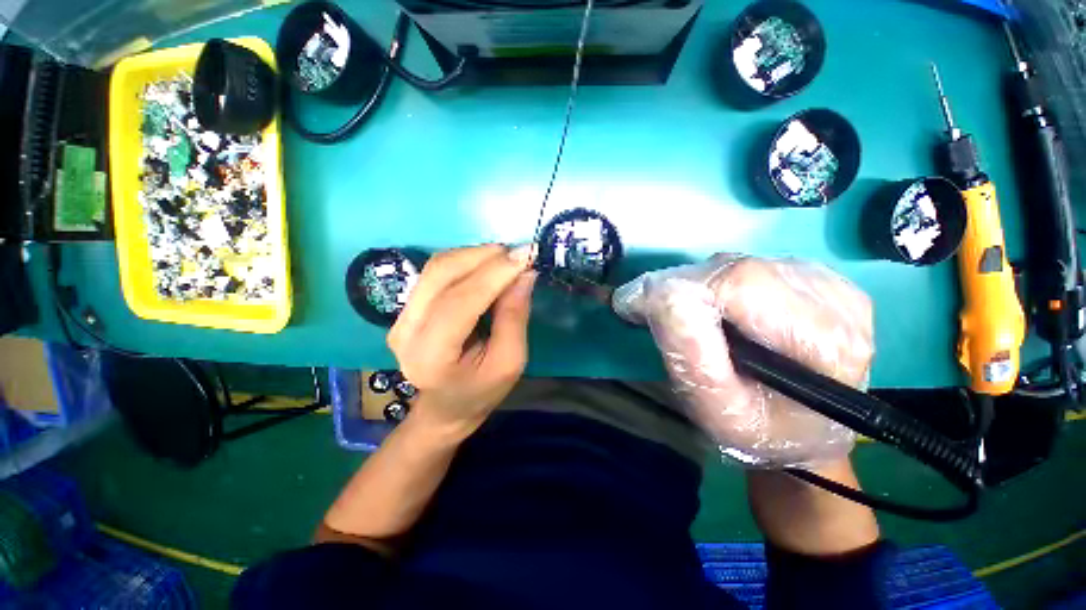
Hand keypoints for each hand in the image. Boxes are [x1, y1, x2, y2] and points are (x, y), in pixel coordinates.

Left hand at [388, 244, 536, 438]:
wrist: (445, 407)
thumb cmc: (481, 391)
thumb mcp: (510, 362)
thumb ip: (515, 317)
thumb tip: (524, 274)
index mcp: (431, 356)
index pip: (460, 302)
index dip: (494, 275)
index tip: (526, 256)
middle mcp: (406, 331)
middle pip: (442, 274)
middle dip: (484, 256)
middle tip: (518, 255)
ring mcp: (400, 317)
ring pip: (437, 266)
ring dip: (476, 255)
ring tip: (506, 260)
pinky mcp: (406, 307)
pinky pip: (436, 271)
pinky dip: (466, 261)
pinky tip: (487, 267)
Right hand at [613, 255, 873, 466]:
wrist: (802, 433)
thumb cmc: (757, 432)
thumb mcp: (715, 409)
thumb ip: (689, 351)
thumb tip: (659, 294)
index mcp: (823, 345)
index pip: (737, 285)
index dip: (676, 290)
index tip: (632, 305)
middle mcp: (839, 304)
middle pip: (737, 269)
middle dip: (679, 288)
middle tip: (648, 311)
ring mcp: (832, 285)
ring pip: (738, 263)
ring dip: (696, 287)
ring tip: (683, 317)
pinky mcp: (818, 279)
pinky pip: (748, 266)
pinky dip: (717, 285)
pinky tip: (718, 311)